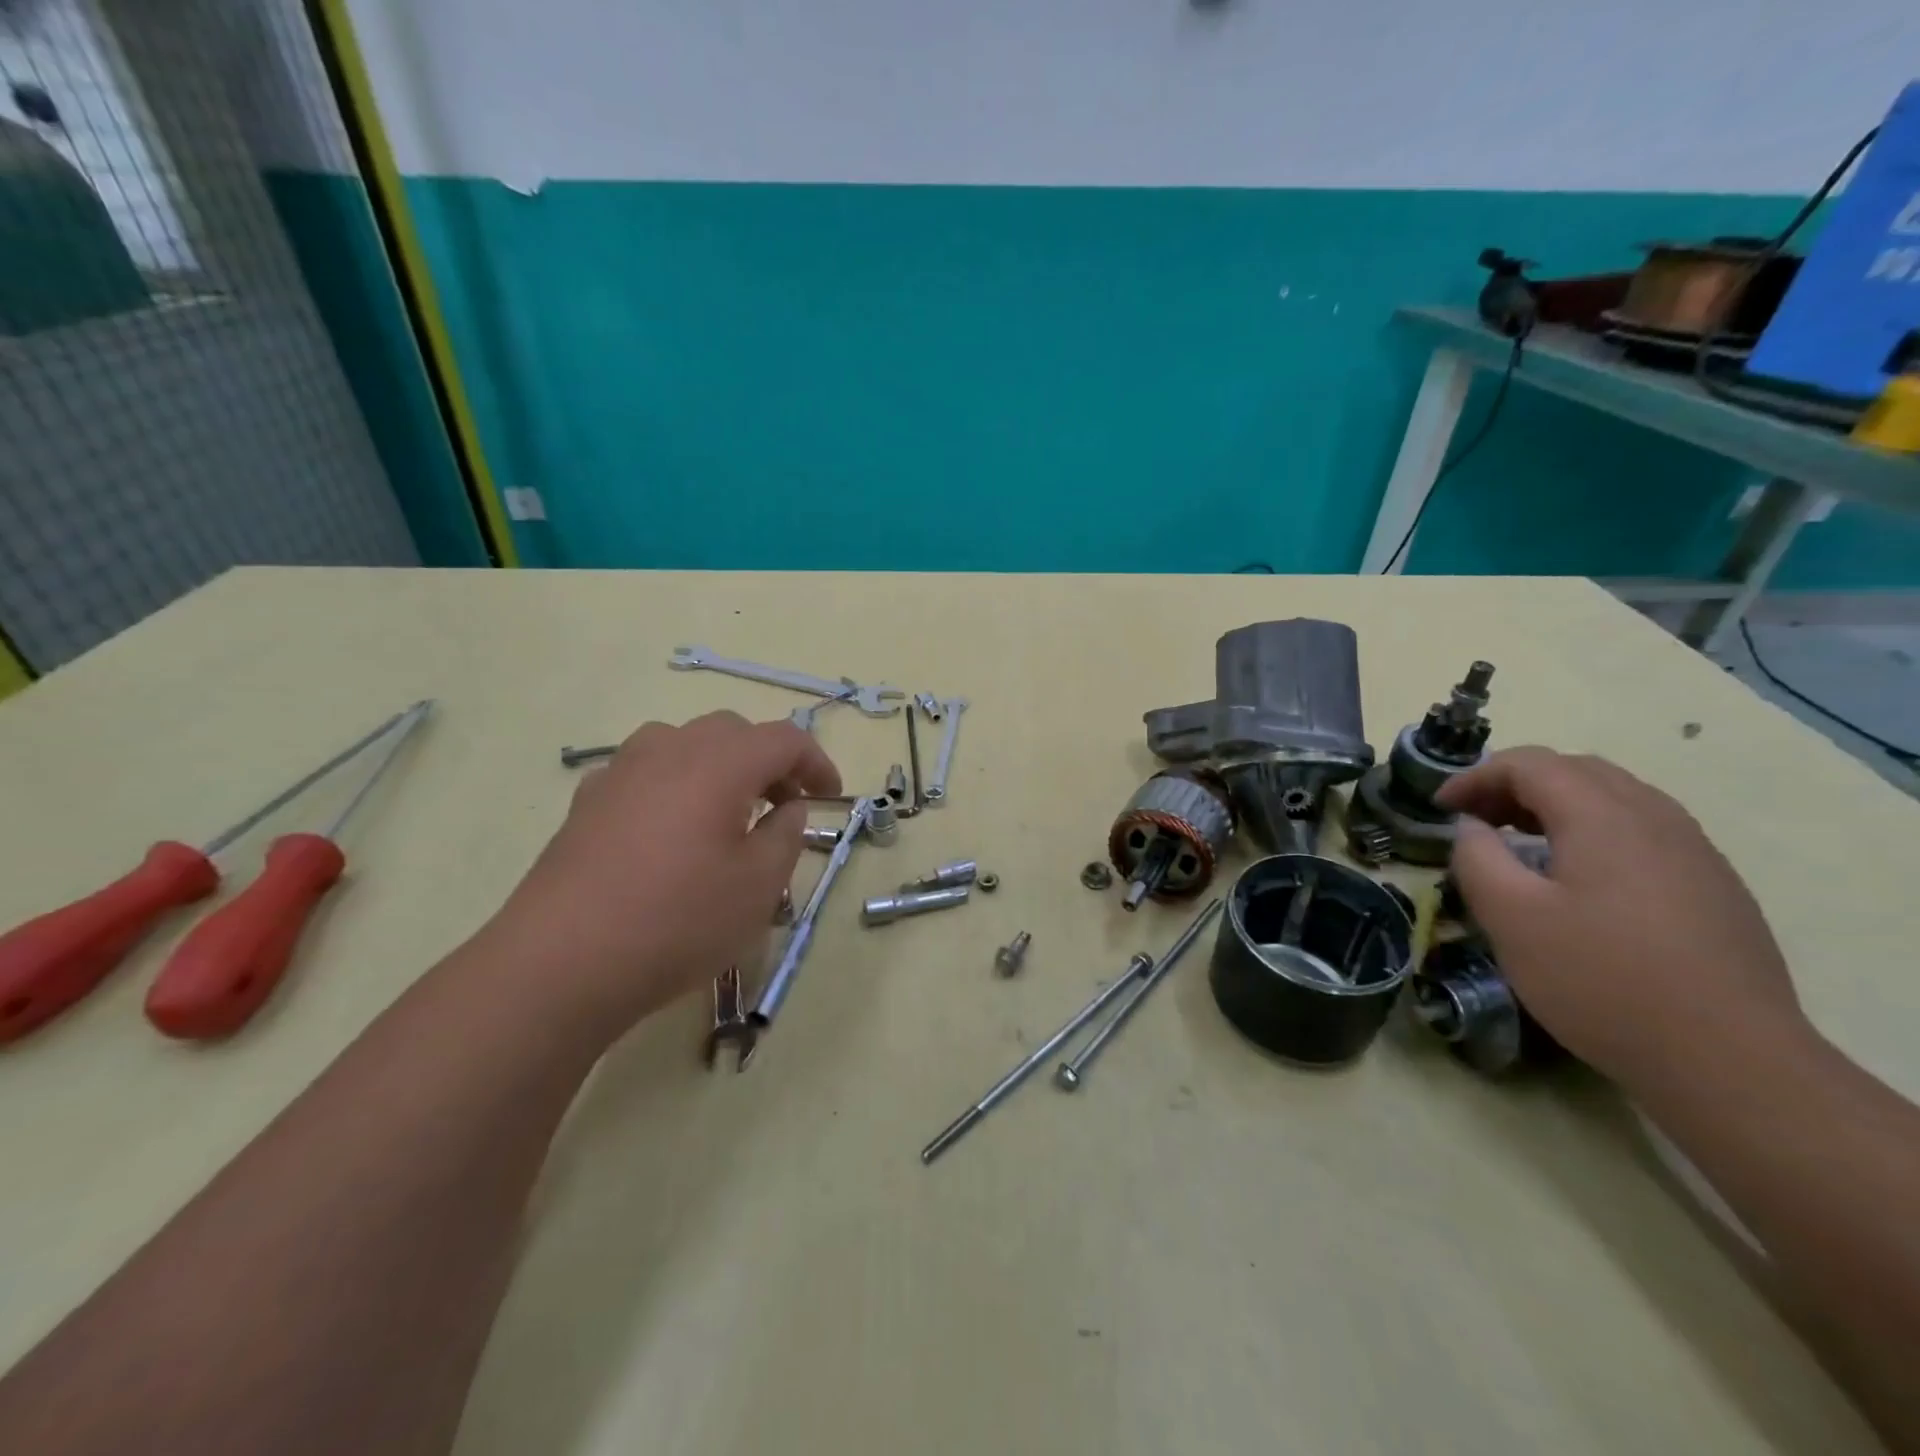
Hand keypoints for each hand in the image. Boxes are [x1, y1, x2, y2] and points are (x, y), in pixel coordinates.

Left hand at [483, 712, 839, 1040]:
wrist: (562, 963)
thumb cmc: (678, 921)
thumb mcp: (759, 886)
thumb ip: (787, 835)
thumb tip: (788, 809)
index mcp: (720, 763)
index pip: (784, 738)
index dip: (816, 763)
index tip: (830, 798)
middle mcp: (669, 750)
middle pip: (733, 731)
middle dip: (769, 761)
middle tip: (784, 807)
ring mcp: (621, 771)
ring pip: (685, 743)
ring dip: (721, 765)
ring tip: (728, 812)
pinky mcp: (587, 800)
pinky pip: (646, 770)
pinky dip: (677, 783)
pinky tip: (672, 831)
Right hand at [1436, 747, 1806, 1090]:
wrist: (1729, 1060)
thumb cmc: (1601, 980)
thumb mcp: (1511, 917)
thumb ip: (1477, 858)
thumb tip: (1472, 828)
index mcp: (1603, 817)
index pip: (1530, 764)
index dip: (1475, 776)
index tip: (1440, 808)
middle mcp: (1656, 818)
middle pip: (1577, 771)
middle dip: (1515, 784)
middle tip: (1476, 819)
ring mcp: (1695, 852)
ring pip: (1616, 798)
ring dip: (1556, 805)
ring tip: (1520, 842)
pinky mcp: (1715, 886)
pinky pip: (1643, 831)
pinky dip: (1594, 830)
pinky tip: (1579, 878)